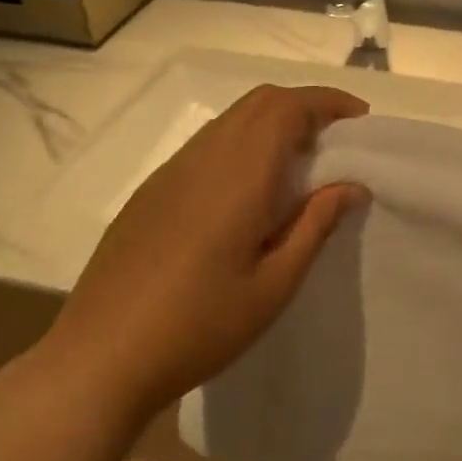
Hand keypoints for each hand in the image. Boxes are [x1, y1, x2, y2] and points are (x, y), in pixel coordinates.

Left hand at [40, 85, 368, 416]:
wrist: (101, 358)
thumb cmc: (199, 326)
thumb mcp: (274, 285)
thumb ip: (315, 226)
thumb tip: (352, 186)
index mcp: (237, 176)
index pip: (286, 108)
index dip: (328, 102)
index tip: (360, 120)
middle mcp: (201, 159)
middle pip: (258, 103)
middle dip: (304, 107)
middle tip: (337, 143)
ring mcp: (170, 173)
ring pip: (230, 122)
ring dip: (271, 125)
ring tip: (302, 167)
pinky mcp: (151, 193)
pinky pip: (207, 147)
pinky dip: (242, 146)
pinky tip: (251, 193)